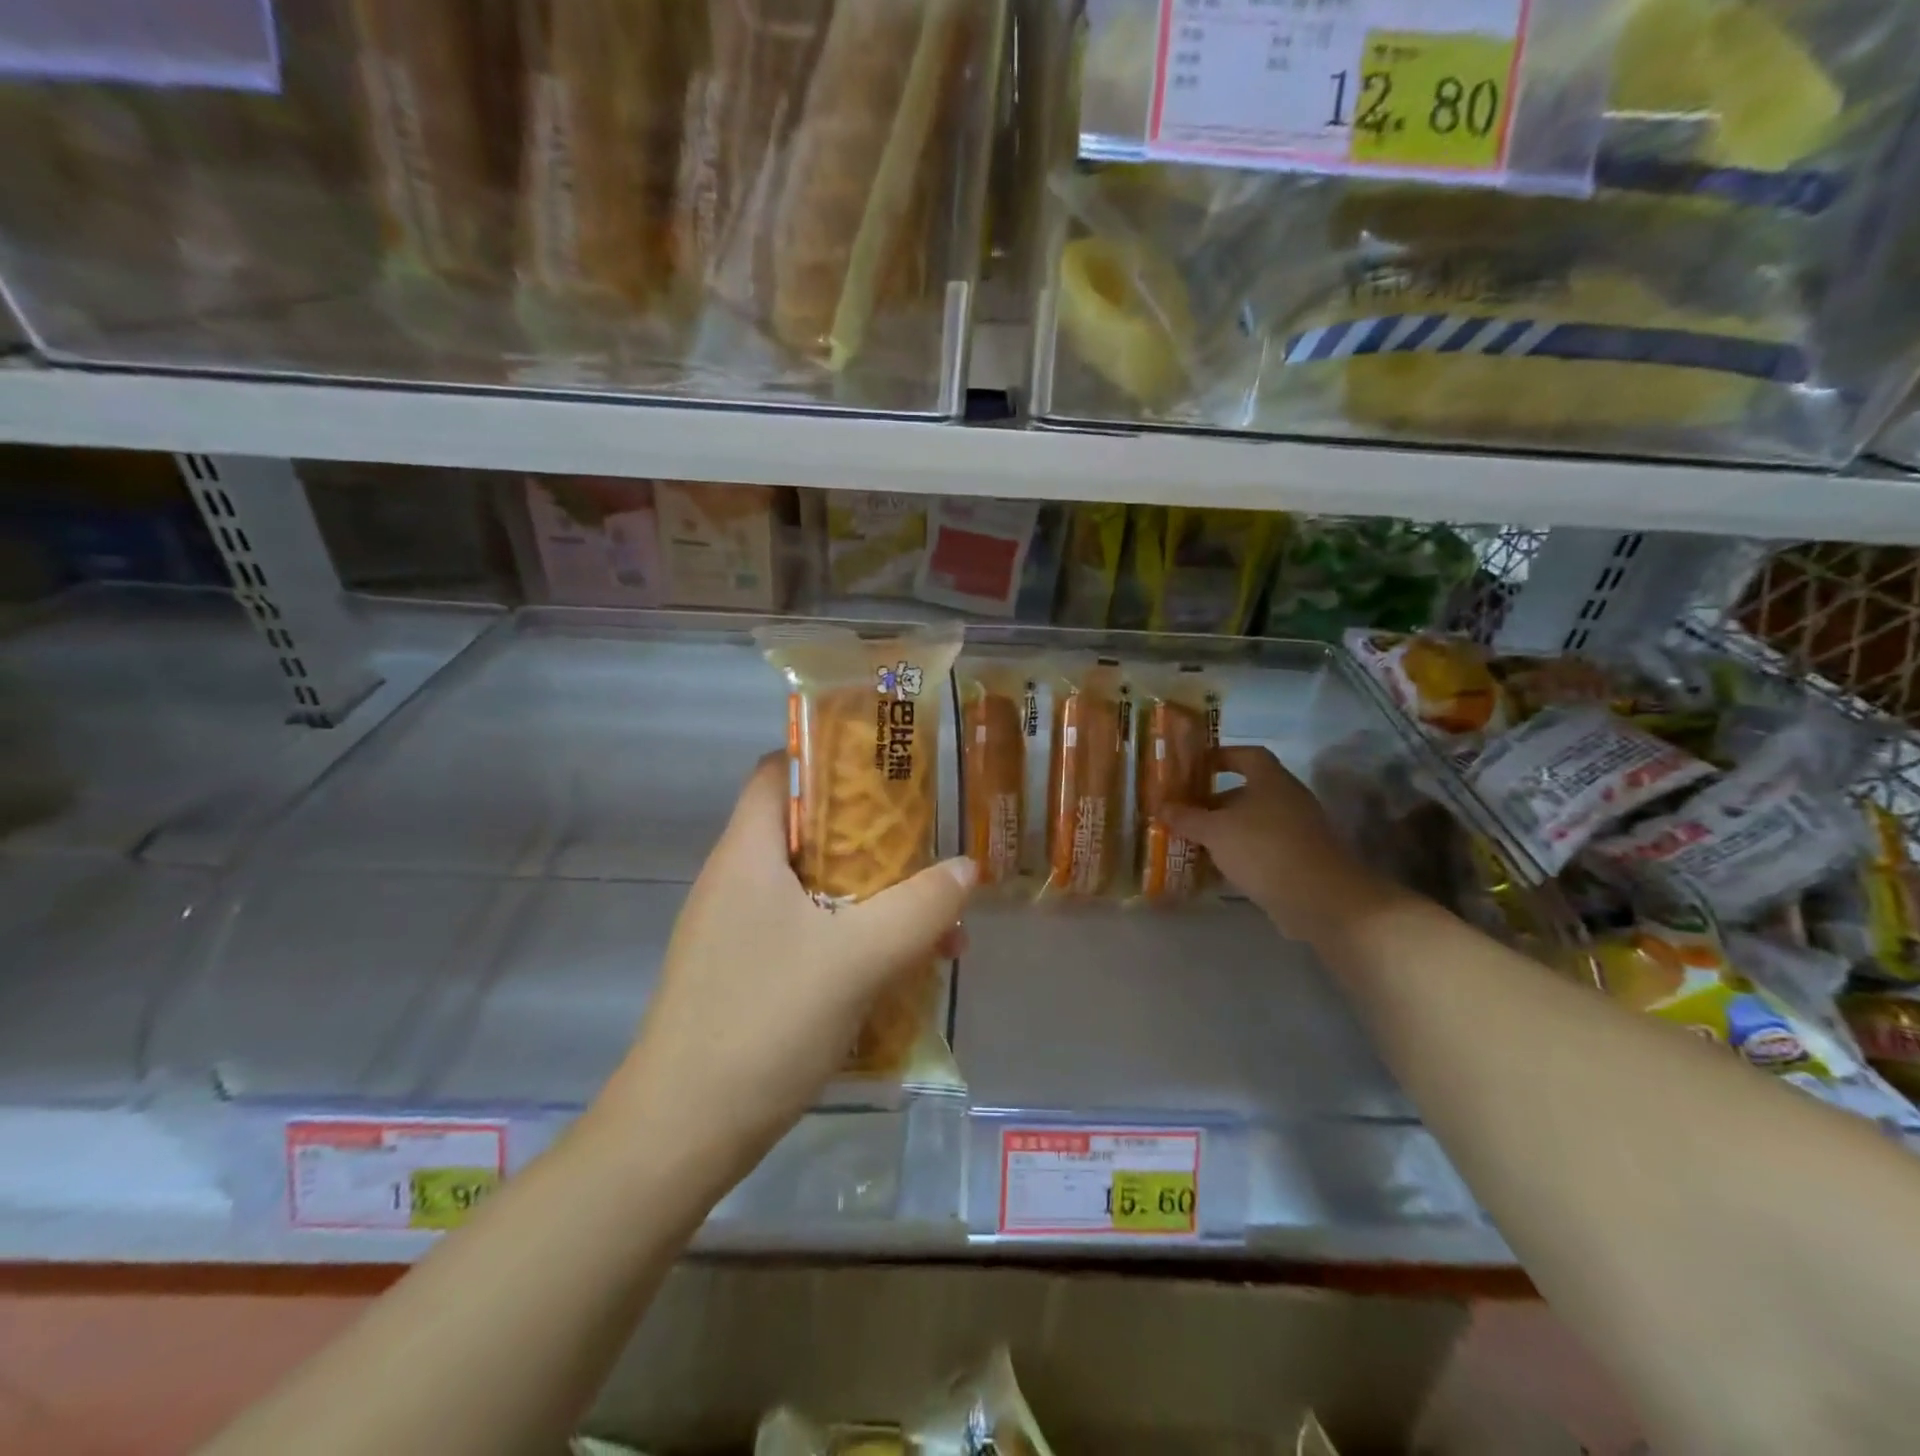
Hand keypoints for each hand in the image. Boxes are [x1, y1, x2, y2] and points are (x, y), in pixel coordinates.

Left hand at [604, 753, 975, 1183]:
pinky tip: (895, 972)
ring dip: (872, 898)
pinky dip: (850, 938)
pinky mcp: (742, 975)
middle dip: (873, 840)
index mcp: (747, 853)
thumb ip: (919, 908)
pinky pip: (805, 933)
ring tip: (934, 925)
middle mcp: (735, 881)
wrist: (679, 1135)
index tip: (888, 772)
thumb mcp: (857, 959)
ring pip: (813, 889)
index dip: (830, 758)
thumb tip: (967, 867)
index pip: (779, 771)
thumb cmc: (763, 1022)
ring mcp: (735, 931)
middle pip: (808, 831)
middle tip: (929, 852)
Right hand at [1161, 745, 1392, 944]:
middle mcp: (1288, 799)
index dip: (1221, 756)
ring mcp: (1298, 831)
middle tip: (1184, 812)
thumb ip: (1187, 817)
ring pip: (1253, 822)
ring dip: (1225, 830)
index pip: (1247, 755)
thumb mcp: (1215, 831)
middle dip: (1214, 801)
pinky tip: (1216, 869)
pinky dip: (1239, 854)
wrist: (1320, 899)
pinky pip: (1263, 848)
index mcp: (1271, 781)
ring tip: (1193, 842)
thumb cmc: (1263, 849)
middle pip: (1248, 791)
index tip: (1195, 767)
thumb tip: (1162, 807)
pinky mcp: (1300, 860)